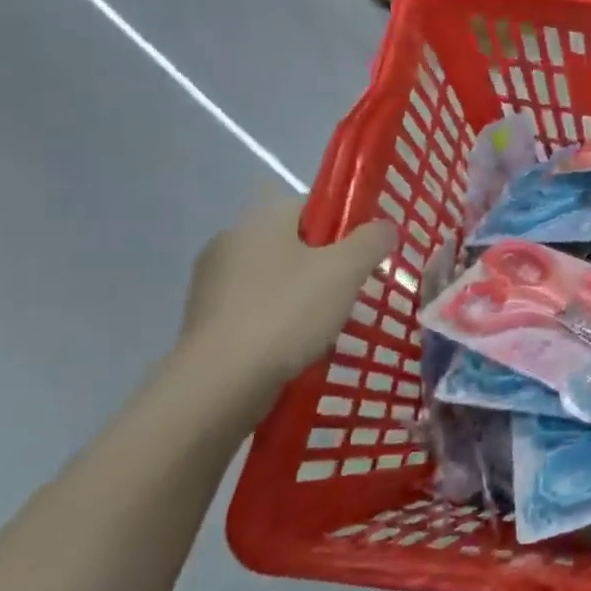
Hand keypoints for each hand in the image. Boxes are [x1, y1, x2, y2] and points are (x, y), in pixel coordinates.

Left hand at [176, 193, 399, 394]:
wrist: (220, 384)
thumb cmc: (287, 313)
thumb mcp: (346, 270)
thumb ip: (372, 240)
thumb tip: (384, 226)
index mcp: (261, 220)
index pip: (313, 205)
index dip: (346, 224)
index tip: (366, 254)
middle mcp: (230, 242)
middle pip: (295, 243)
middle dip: (327, 264)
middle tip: (355, 290)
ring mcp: (212, 283)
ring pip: (276, 278)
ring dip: (304, 294)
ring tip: (330, 323)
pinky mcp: (206, 321)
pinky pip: (257, 309)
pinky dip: (280, 320)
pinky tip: (298, 344)